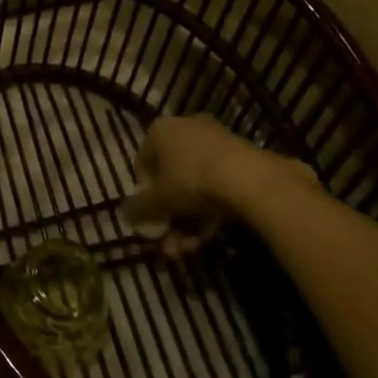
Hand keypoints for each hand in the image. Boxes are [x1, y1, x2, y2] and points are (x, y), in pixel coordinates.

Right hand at [123, 114, 316, 258]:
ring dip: (189, 220)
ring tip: (192, 248)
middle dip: (170, 216)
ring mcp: (217, 142)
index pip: (143, 161)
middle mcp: (187, 129)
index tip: (151, 217)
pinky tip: (212, 235)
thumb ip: (140, 208)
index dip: (144, 192)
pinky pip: (218, 185)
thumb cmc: (193, 181)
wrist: (252, 180)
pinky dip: (211, 210)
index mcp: (162, 130)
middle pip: (171, 178)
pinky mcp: (242, 157)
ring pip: (195, 185)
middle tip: (172, 244)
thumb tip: (125, 214)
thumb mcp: (160, 200)